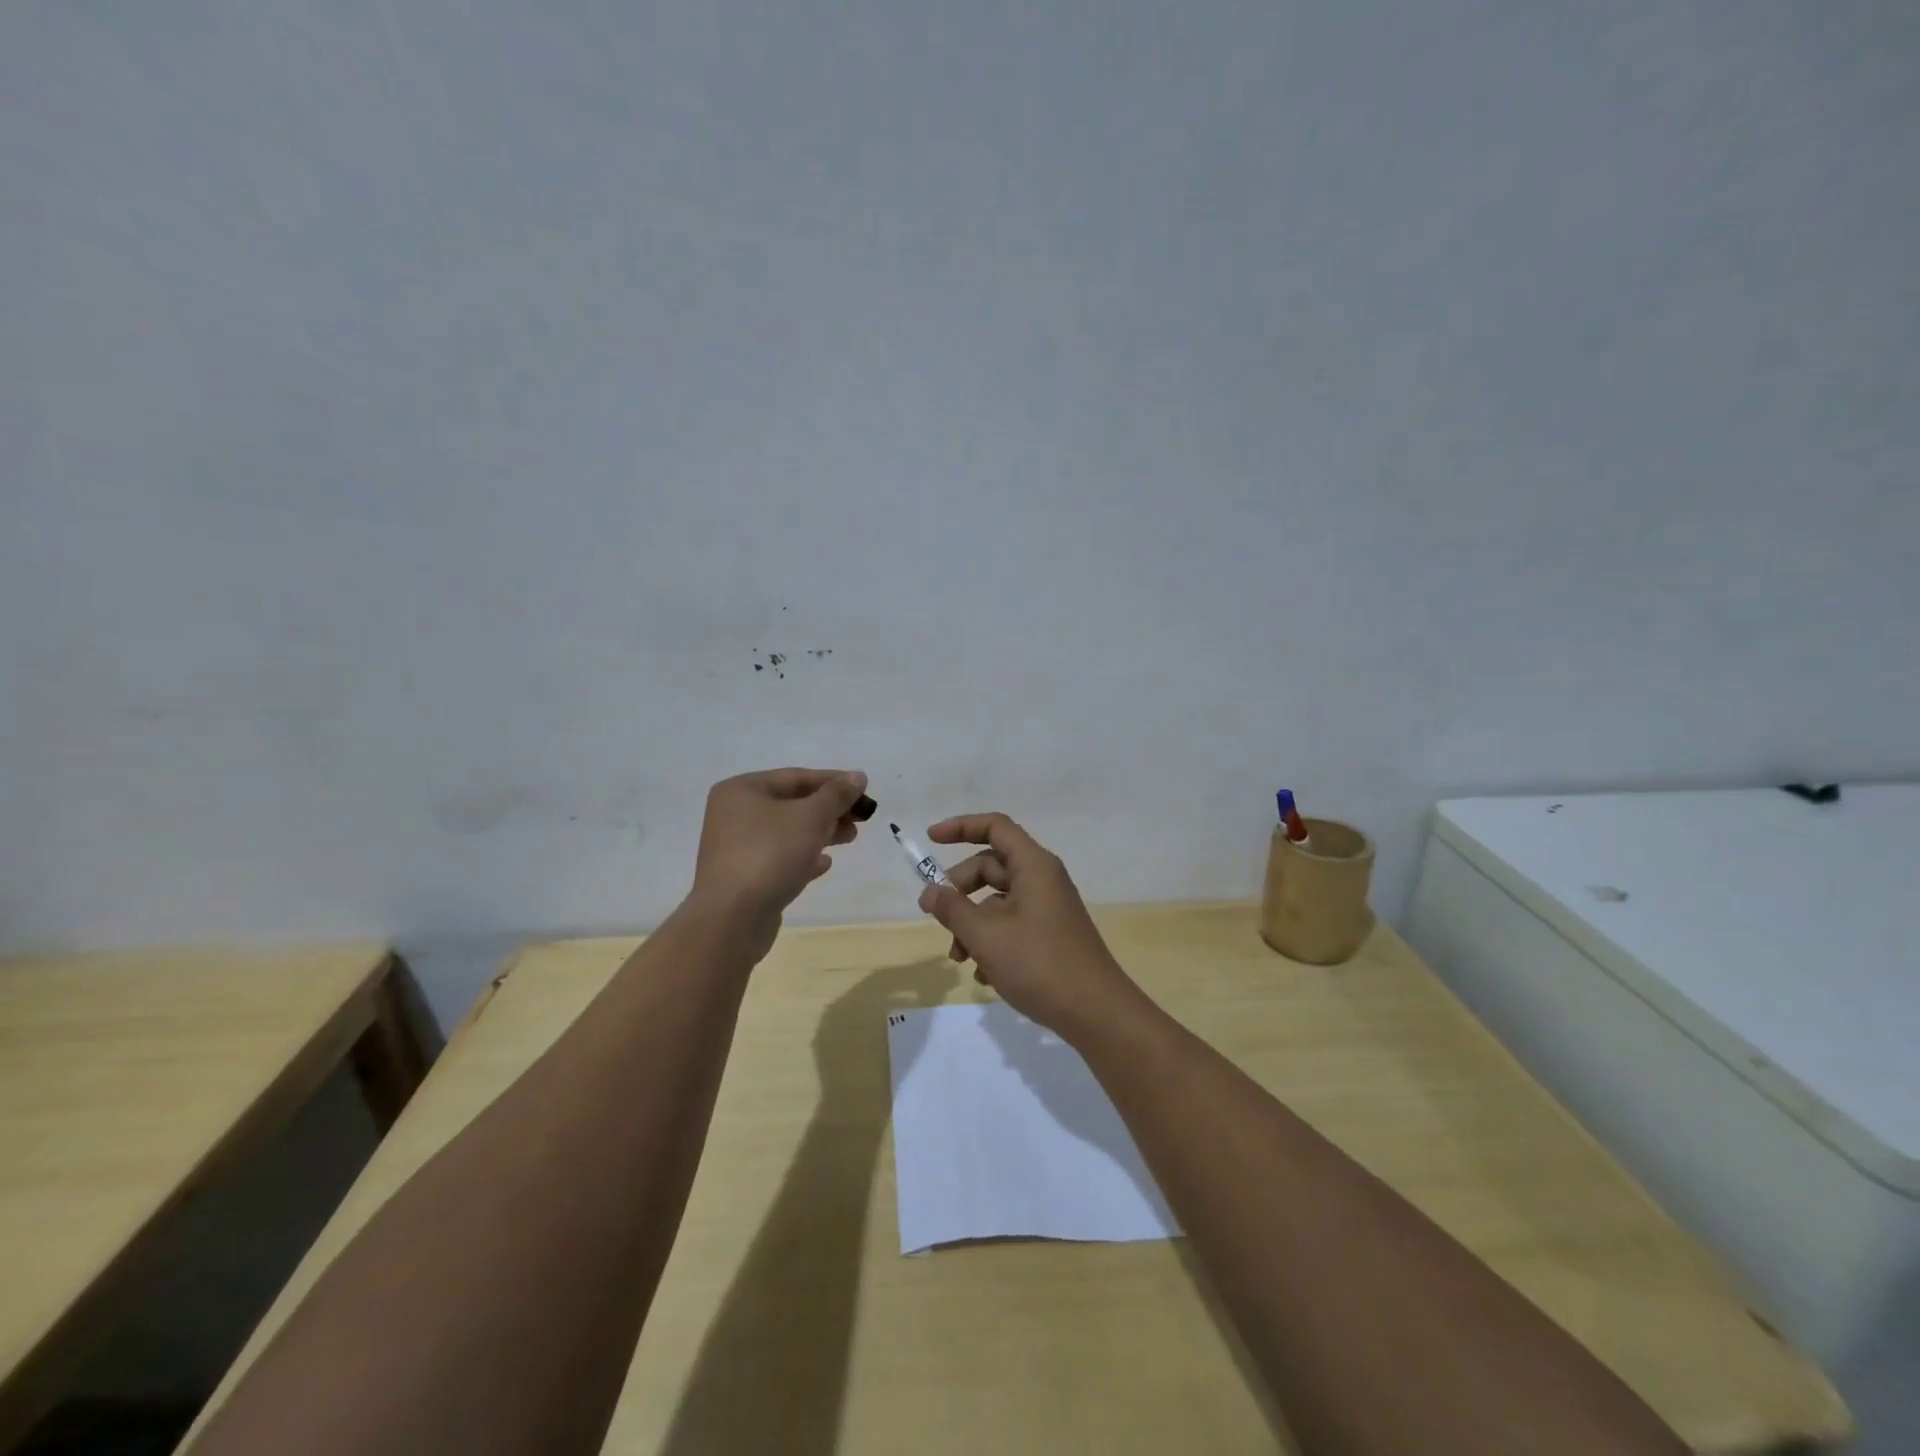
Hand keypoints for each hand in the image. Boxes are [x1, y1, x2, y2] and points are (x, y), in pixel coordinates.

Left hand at [688, 767, 867, 955]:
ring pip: (787, 832)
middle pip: (791, 804)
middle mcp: (734, 814)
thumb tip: (858, 776)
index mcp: (742, 790)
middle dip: (828, 809)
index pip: (795, 777)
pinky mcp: (744, 877)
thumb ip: (836, 795)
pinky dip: (803, 857)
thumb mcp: (810, 817)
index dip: (833, 781)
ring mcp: (737, 847)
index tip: (864, 789)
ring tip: (849, 837)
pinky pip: (779, 858)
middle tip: (860, 818)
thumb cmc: (770, 854)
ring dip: (821, 832)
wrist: (732, 918)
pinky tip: (824, 864)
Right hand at [915, 812, 1139, 1036]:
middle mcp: (1043, 879)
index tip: (931, 839)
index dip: (961, 827)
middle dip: (960, 889)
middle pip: (992, 866)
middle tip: (937, 915)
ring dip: (972, 923)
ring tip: (959, 958)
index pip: (995, 827)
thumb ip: (952, 909)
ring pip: (998, 900)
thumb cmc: (1038, 964)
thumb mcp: (985, 935)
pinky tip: (983, 975)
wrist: (1095, 1012)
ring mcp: (1048, 908)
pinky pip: (1013, 924)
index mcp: (1033, 866)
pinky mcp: (1051, 934)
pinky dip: (992, 941)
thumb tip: (930, 892)